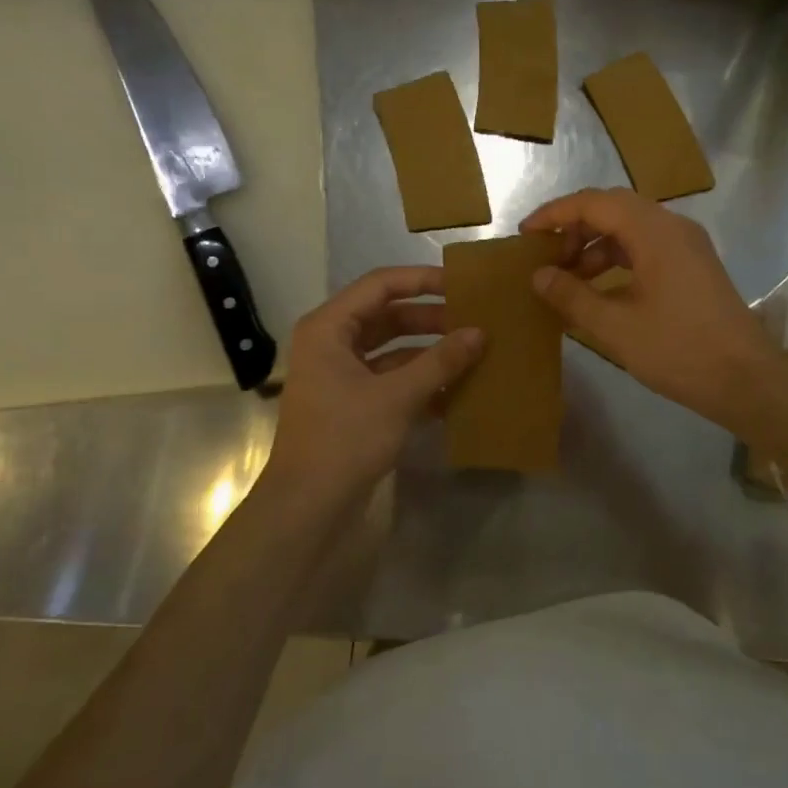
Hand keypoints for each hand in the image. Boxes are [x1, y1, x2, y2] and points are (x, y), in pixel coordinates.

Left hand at [263, 266, 483, 506]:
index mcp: (329, 328)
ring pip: (392, 349)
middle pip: (387, 316)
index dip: (422, 281)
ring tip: (472, 352)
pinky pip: (390, 379)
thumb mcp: (398, 396)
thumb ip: (440, 361)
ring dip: (429, 351)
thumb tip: (480, 333)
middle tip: (474, 320)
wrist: (308, 507)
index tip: (462, 286)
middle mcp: (331, 344)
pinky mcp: (352, 403)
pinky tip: (456, 390)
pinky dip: (420, 381)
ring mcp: (340, 375)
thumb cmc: (346, 439)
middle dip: (431, 319)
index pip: (380, 285)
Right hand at [520, 188, 779, 427]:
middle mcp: (673, 227)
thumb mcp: (615, 326)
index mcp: (655, 231)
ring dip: (596, 248)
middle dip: (575, 230)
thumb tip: (539, 275)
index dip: (555, 214)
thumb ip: (572, 296)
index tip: (525, 234)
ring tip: (568, 280)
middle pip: (613, 210)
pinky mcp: (694, 267)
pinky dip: (618, 262)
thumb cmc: (678, 350)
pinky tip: (599, 292)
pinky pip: (647, 250)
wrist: (746, 380)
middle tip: (546, 258)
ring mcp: (687, 247)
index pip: (594, 203)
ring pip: (631, 230)